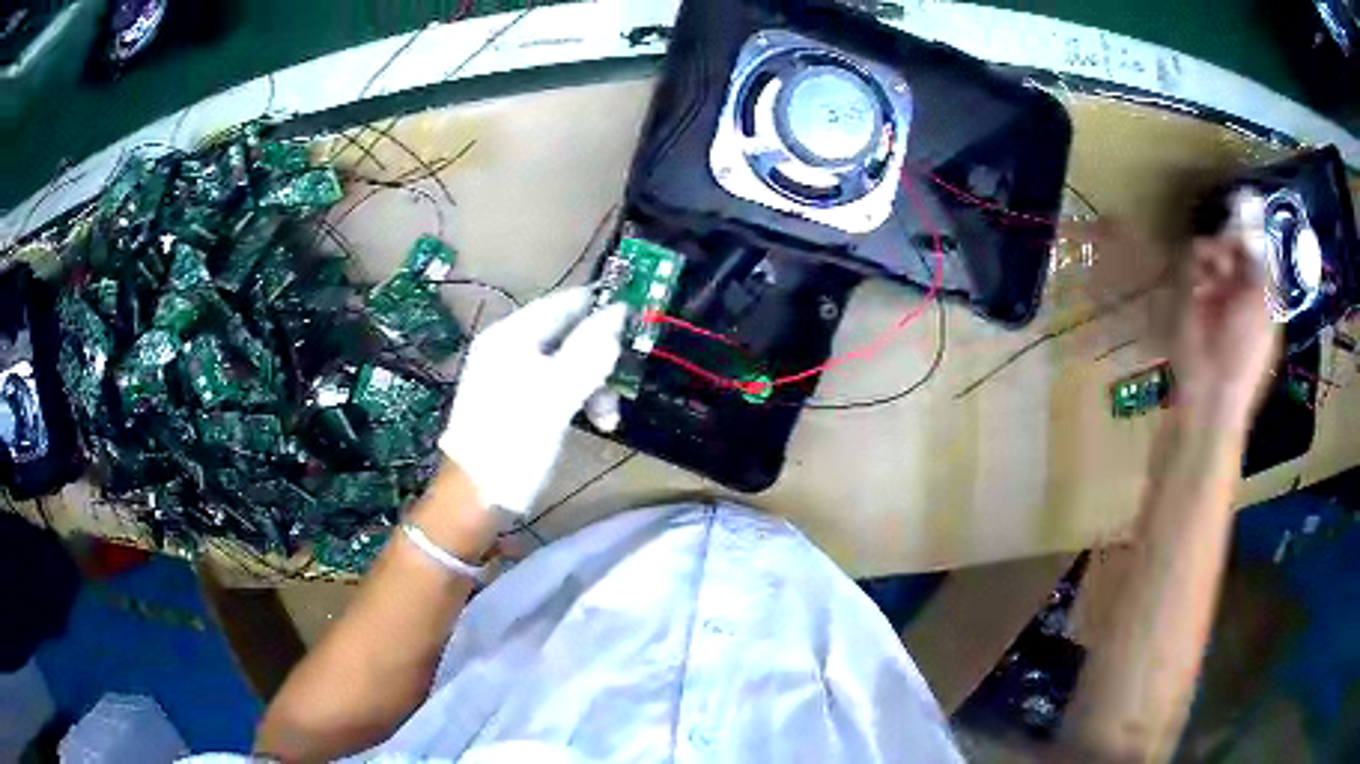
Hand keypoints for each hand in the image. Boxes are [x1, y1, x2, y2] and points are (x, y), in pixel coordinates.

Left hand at [439, 288, 625, 515]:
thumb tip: (619, 311)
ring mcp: (511, 375)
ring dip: (594, 385)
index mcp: (511, 335)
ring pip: (567, 364)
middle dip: (601, 358)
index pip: (565, 302)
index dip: (602, 307)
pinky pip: (557, 386)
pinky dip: (578, 400)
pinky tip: (595, 423)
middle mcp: (509, 346)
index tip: (639, 323)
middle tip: (624, 384)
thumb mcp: (557, 394)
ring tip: (608, 419)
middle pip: (569, 334)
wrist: (476, 496)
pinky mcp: (517, 402)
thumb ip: (589, 350)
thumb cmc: (514, 441)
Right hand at [1174, 192, 1279, 426]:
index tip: (1247, 215)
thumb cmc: (1246, 354)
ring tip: (1215, 267)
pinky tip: (1201, 277)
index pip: (1258, 252)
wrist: (1212, 389)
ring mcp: (1215, 290)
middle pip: (1235, 245)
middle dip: (1233, 240)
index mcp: (1261, 295)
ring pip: (1214, 248)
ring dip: (1215, 252)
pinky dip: (1196, 262)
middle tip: (1229, 244)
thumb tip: (1256, 226)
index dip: (1254, 234)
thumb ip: (1263, 268)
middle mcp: (1239, 288)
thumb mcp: (1265, 310)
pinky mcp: (1191, 293)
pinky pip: (1193, 260)